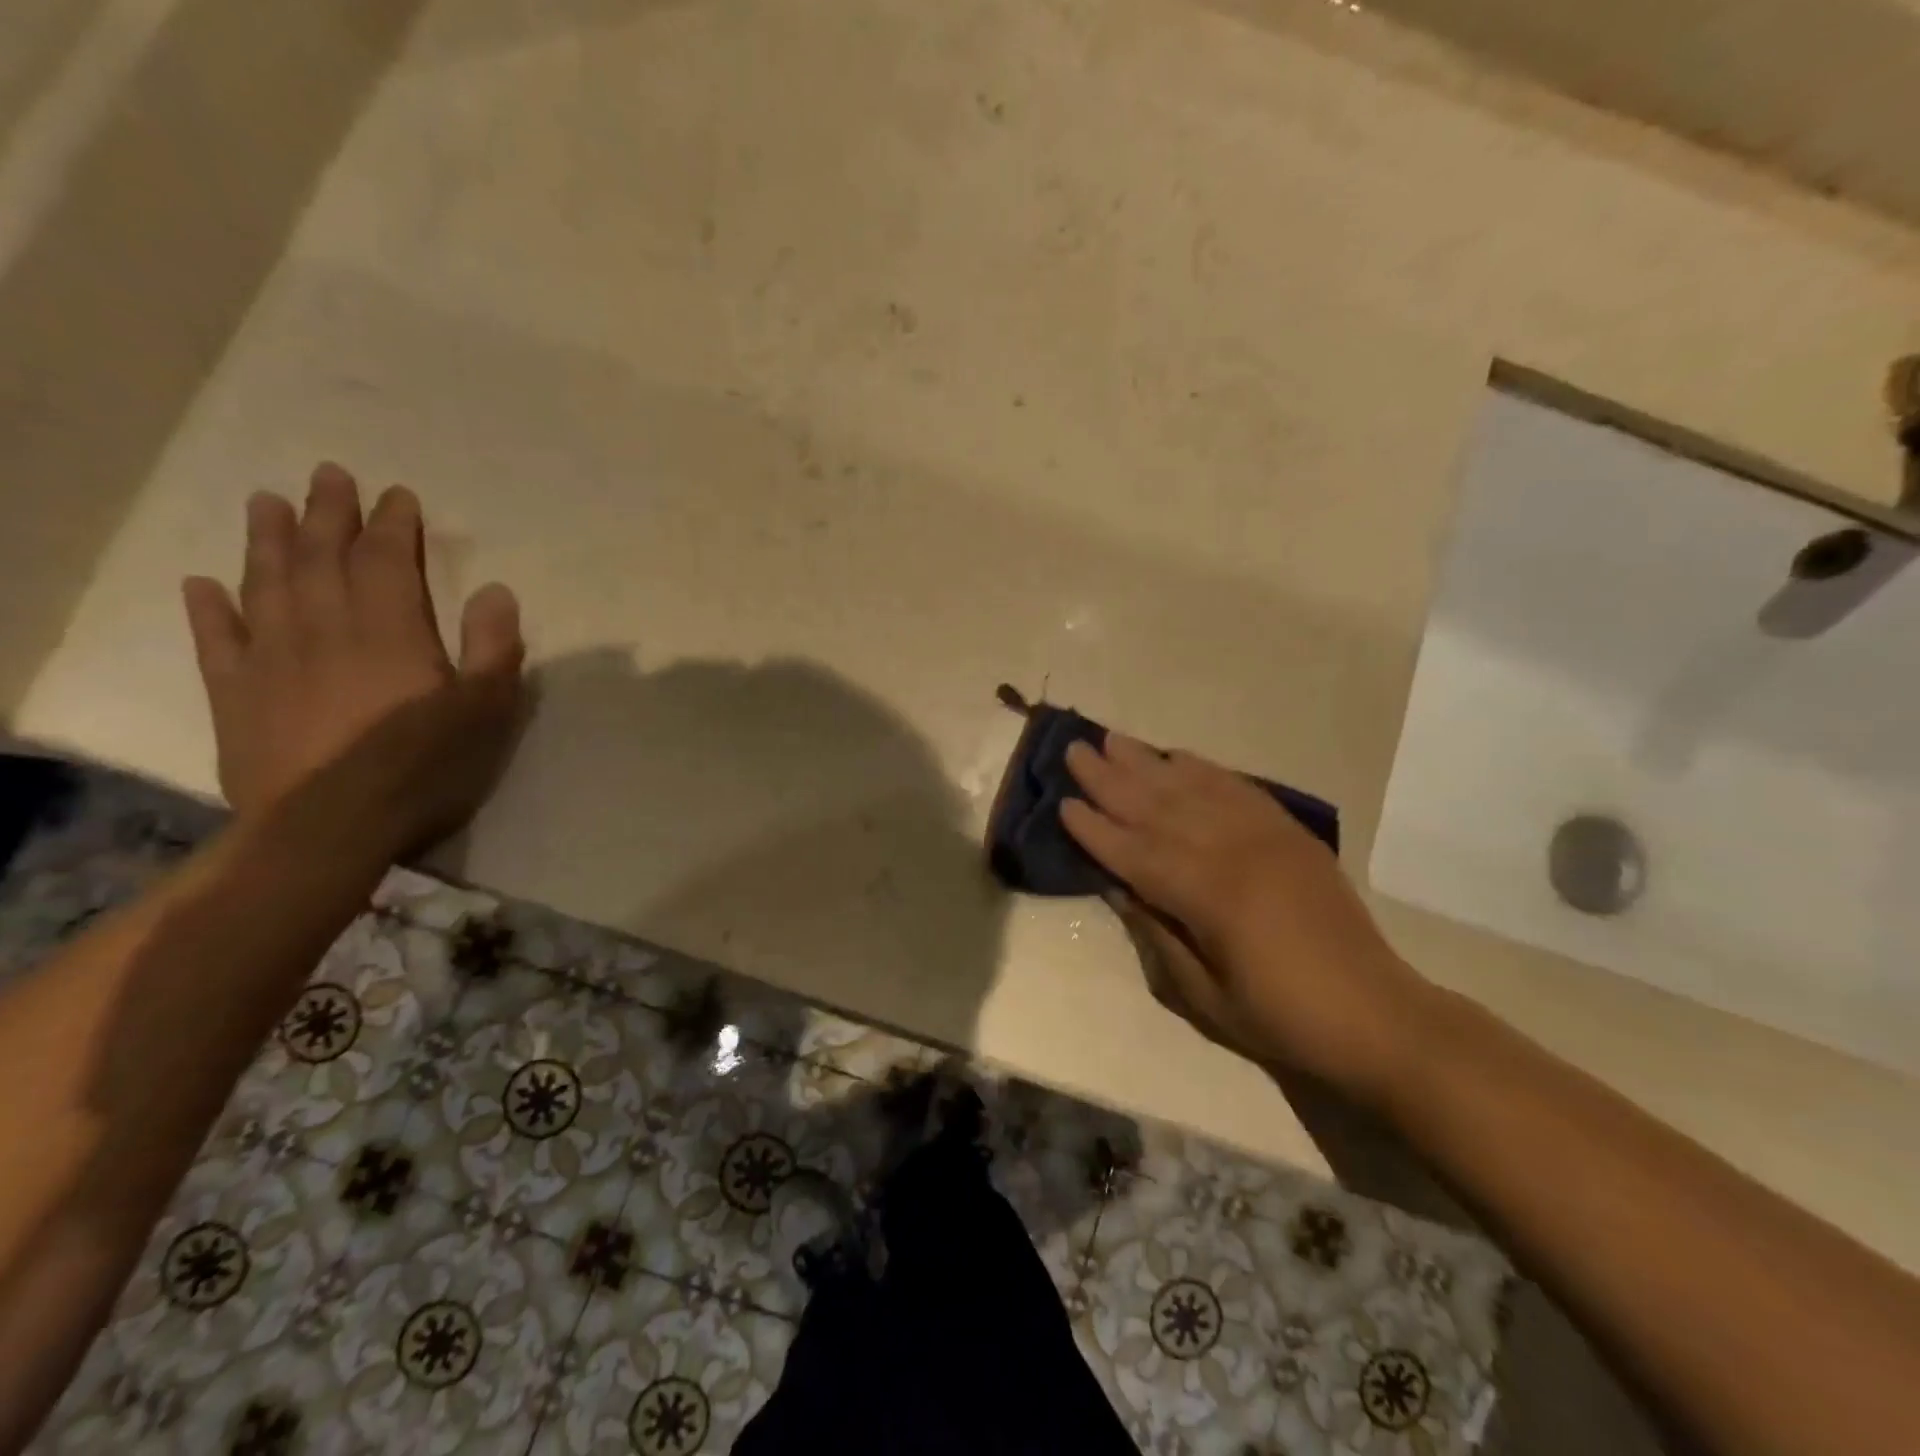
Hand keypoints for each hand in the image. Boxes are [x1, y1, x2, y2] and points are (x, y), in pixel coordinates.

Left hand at [182, 463, 525, 860]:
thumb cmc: (425, 767)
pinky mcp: (236, 695)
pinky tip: (205, 584)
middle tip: (327, 475)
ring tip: (266, 503)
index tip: (396, 495)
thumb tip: (496, 590)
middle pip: (321, 558)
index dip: (393, 524)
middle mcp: (325, 629)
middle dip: (327, 514)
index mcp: (390, 631)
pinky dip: (210, 607)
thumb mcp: (487, 710)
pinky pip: (218, 640)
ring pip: (266, 584)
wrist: (330, 827)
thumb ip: (494, 648)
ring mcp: (271, 659)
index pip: (388, 561)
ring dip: (267, 540)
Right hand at [1062, 735, 1431, 1104]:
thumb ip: (1158, 935)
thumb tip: (1118, 887)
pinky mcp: (1289, 832)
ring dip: (1149, 762)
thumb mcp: (1205, 997)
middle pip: (1159, 807)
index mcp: (1210, 897)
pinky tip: (1178, 755)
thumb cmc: (1282, 1018)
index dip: (1096, 830)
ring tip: (1114, 739)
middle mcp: (1233, 852)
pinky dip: (1203, 768)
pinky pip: (1238, 788)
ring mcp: (1265, 836)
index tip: (1063, 802)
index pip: (1136, 853)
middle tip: (1075, 750)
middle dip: (1111, 779)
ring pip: (1193, 789)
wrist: (1377, 1014)